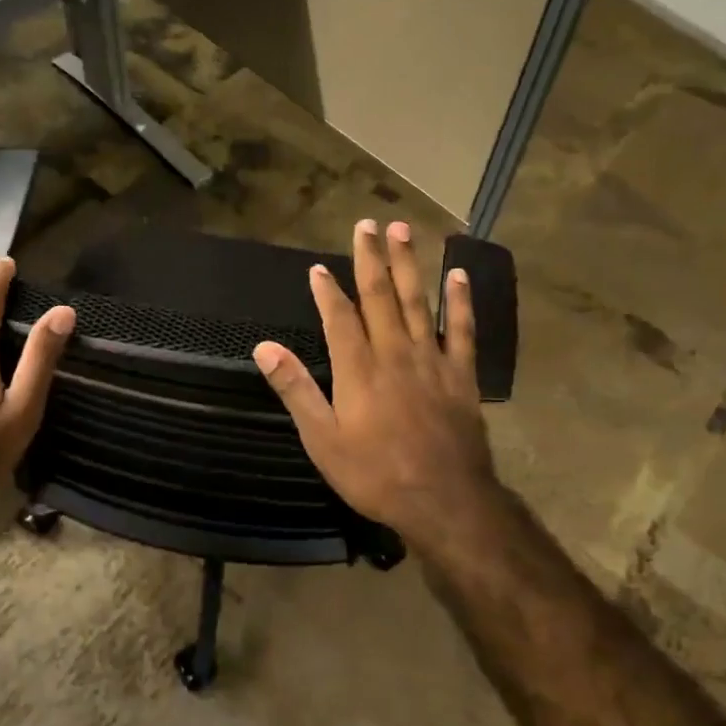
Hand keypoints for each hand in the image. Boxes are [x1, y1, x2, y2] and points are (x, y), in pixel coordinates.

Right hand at [253, 220, 499, 551]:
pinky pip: (461, 330)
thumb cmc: (375, 474)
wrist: (444, 501)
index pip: (339, 317)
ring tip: (403, 230)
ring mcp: (431, 360)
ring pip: (417, 302)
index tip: (320, 267)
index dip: (328, 290)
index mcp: (358, 369)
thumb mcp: (322, 440)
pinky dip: (459, 301)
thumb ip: (296, 389)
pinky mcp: (461, 374)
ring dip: (409, 265)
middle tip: (367, 224)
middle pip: (379, 296)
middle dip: (371, 259)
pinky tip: (458, 275)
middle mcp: (394, 353)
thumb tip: (264, 348)